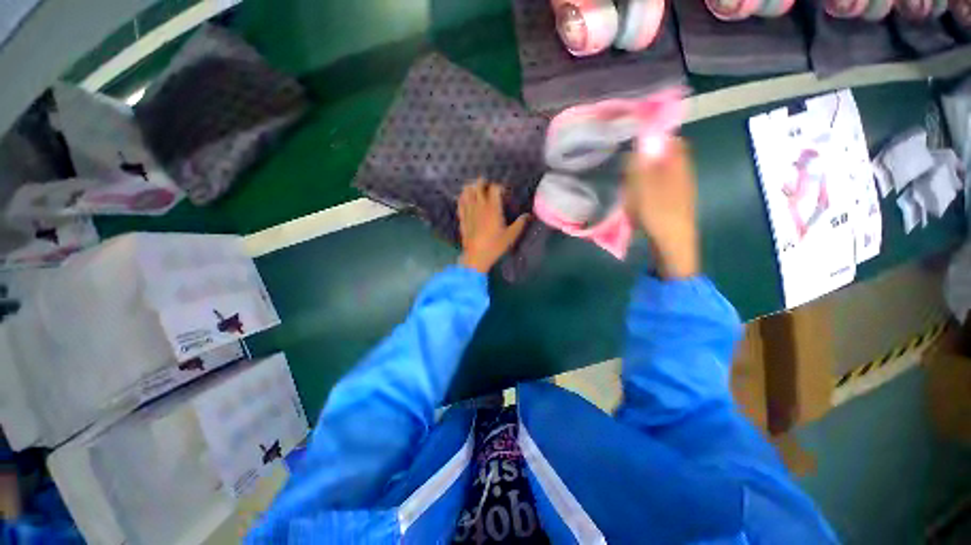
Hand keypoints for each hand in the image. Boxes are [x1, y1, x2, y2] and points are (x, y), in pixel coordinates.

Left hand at [457, 179, 528, 273]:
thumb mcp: (511, 236)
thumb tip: (528, 215)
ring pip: (467, 191)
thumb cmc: (495, 246)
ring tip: (476, 189)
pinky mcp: (462, 217)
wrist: (476, 256)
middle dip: (484, 182)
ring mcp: (469, 211)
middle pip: (478, 185)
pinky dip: (463, 197)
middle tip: (488, 187)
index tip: (504, 192)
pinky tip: (465, 198)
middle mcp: (480, 206)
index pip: (494, 188)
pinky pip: (460, 202)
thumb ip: (520, 224)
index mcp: (493, 208)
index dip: (499, 186)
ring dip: (472, 187)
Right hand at [623, 139, 698, 278]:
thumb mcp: (644, 186)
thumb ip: (644, 161)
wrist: (673, 243)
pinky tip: (640, 194)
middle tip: (630, 160)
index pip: (672, 139)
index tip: (637, 138)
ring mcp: (681, 187)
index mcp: (678, 164)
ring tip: (632, 177)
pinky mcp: (676, 200)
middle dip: (650, 153)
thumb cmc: (657, 213)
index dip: (657, 135)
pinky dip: (651, 183)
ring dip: (650, 169)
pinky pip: (663, 184)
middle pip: (669, 154)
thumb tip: (645, 136)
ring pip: (665, 170)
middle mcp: (683, 172)